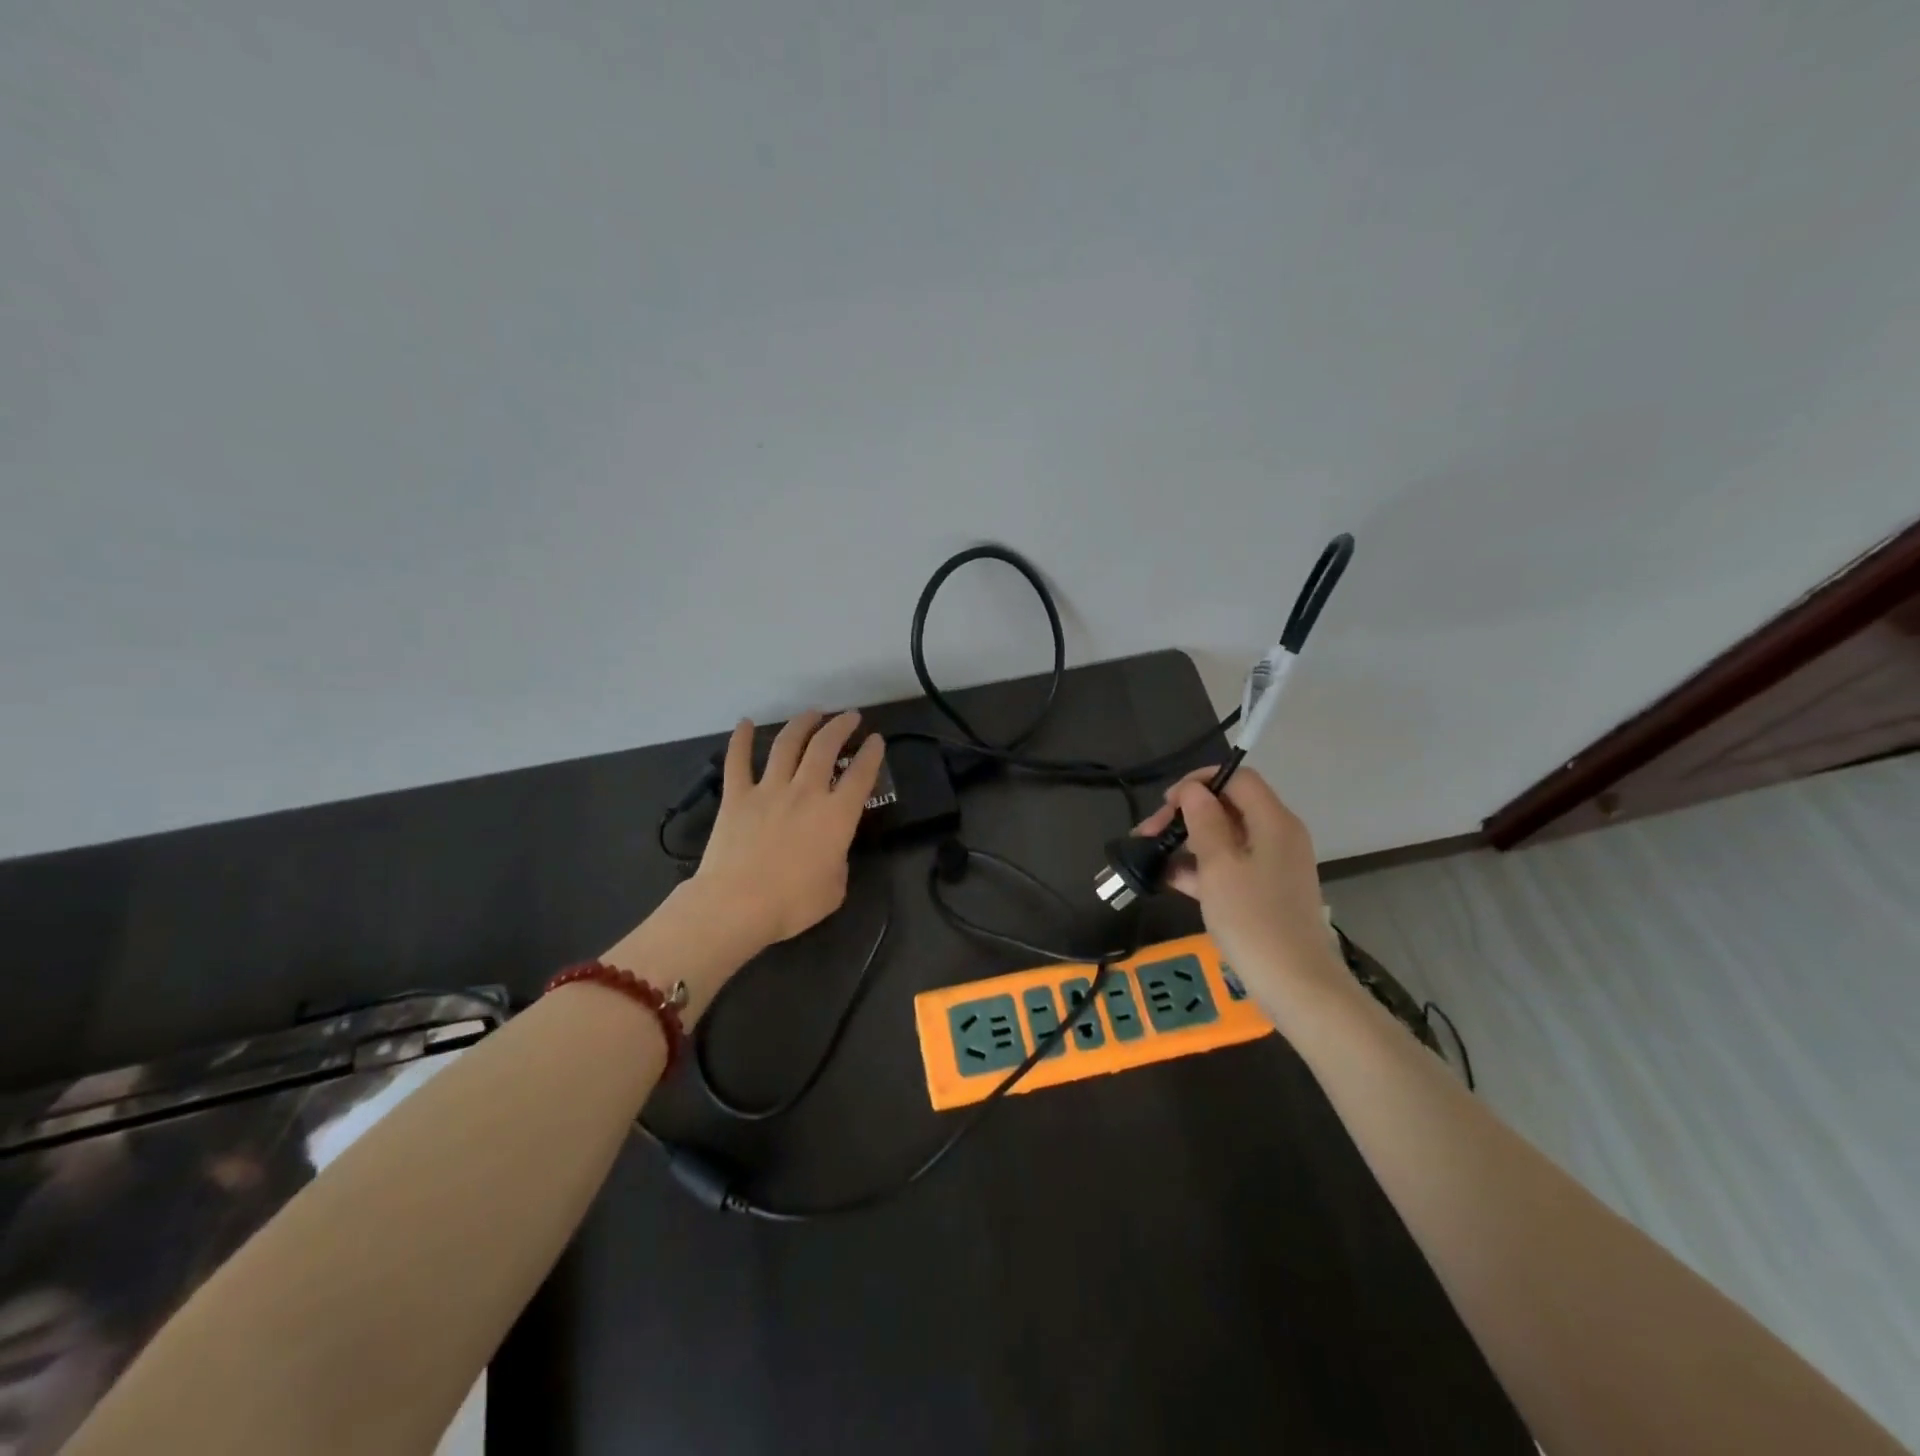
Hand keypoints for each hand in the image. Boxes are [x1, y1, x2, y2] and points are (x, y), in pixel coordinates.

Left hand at [694, 710, 885, 947]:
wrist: (737, 905)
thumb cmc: (792, 903)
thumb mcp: (835, 888)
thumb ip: (838, 861)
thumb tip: (830, 851)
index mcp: (837, 815)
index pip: (861, 775)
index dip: (872, 754)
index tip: (876, 740)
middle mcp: (806, 792)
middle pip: (825, 747)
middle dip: (840, 727)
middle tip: (849, 717)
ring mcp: (769, 789)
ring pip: (787, 744)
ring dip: (801, 724)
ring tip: (812, 713)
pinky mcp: (736, 796)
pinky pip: (737, 760)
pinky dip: (740, 739)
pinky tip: (744, 723)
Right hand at [1133, 766, 1348, 1010]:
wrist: (1296, 985)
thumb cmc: (1253, 920)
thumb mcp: (1219, 866)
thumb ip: (1204, 821)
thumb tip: (1192, 790)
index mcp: (1273, 821)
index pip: (1237, 778)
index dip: (1200, 782)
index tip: (1167, 803)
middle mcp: (1277, 835)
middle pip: (1228, 806)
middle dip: (1186, 815)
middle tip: (1149, 833)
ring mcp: (1271, 865)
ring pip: (1224, 837)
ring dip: (1187, 842)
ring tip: (1151, 856)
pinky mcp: (1264, 891)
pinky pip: (1229, 865)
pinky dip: (1200, 867)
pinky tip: (1168, 879)